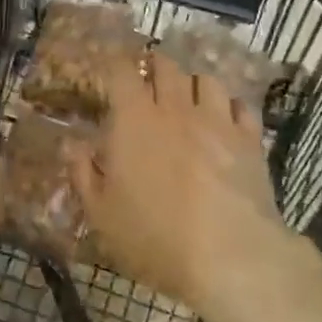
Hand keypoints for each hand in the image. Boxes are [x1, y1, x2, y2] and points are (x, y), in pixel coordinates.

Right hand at [71, 53, 301, 311]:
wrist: (229, 256)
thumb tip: (71, 144)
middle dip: (155, 66)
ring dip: (193, 83)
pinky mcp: (250, 139)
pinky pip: (240, 105)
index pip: (122, 72)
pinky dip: (229, 106)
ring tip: (188, 96)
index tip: (110, 68)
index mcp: (134, 120)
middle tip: (148, 78)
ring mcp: (217, 120)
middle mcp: (175, 108)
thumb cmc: (154, 236)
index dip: (115, 64)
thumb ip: (83, 173)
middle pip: (167, 67)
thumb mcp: (101, 213)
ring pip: (206, 79)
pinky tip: (225, 119)